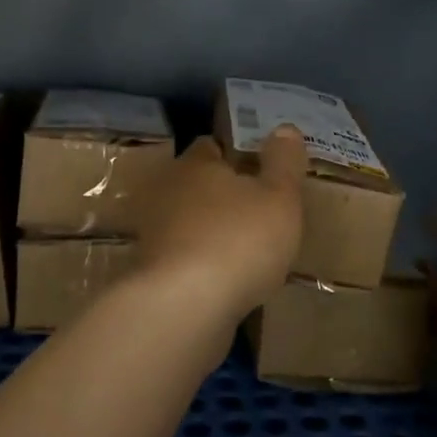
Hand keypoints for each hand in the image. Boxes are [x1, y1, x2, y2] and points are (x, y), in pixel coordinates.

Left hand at [135, 127, 305, 323]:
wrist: (183, 309)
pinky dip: (204, 265)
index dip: (238, 153)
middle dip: (225, 195)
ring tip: (249, 250)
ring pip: (191, 223)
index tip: (262, 167)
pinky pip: (185, 259)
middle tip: (261, 210)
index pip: (212, 145)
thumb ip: (283, 162)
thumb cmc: (237, 240)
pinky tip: (228, 281)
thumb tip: (283, 128)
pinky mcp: (152, 274)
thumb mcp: (279, 197)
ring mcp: (155, 234)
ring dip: (214, 232)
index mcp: (195, 164)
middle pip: (199, 184)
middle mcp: (168, 192)